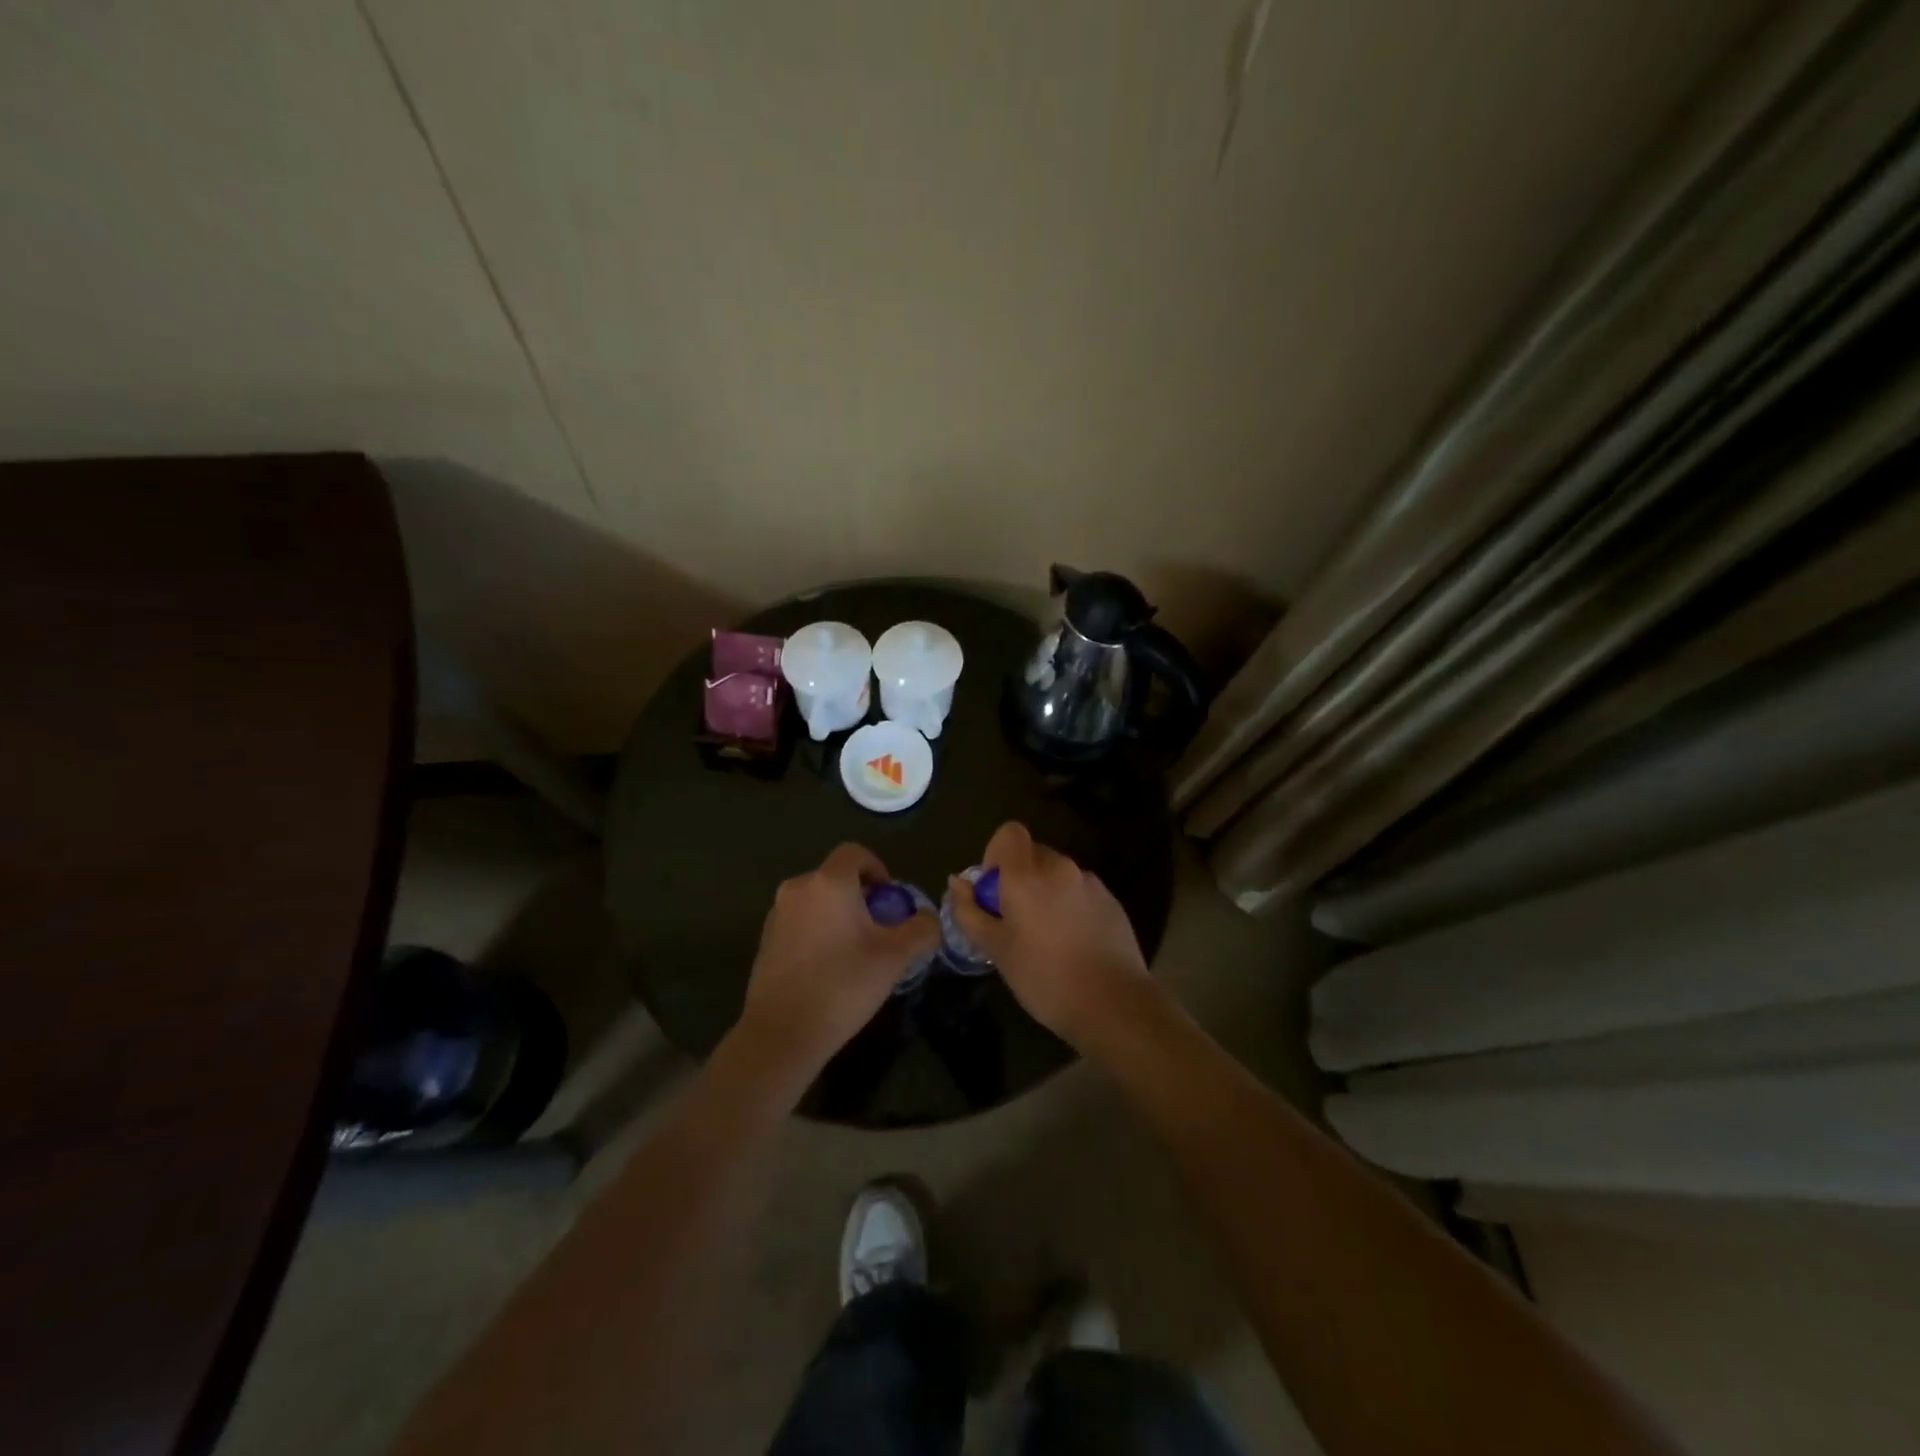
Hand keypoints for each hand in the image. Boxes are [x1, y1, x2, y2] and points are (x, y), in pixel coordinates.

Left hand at [734, 843, 939, 1087]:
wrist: (782, 1033)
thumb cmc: (843, 985)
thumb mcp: (896, 957)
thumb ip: (921, 929)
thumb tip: (928, 918)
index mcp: (829, 882)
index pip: (855, 853)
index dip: (878, 869)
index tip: (890, 901)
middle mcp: (798, 888)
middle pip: (836, 876)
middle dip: (861, 895)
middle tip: (878, 928)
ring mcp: (777, 914)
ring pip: (817, 900)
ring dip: (839, 914)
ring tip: (855, 951)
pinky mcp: (765, 940)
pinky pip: (800, 922)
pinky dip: (818, 931)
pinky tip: (828, 968)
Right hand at [947, 822, 1152, 1048]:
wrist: (1113, 1004)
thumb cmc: (1044, 977)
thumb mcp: (996, 950)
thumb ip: (970, 912)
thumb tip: (957, 882)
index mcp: (1027, 875)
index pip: (1009, 833)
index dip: (996, 854)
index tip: (994, 891)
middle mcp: (1061, 867)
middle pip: (1033, 854)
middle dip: (1020, 878)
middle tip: (1015, 920)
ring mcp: (1090, 883)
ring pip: (1058, 874)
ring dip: (1046, 892)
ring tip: (1046, 937)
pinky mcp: (1112, 901)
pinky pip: (1080, 892)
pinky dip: (1070, 906)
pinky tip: (1073, 944)